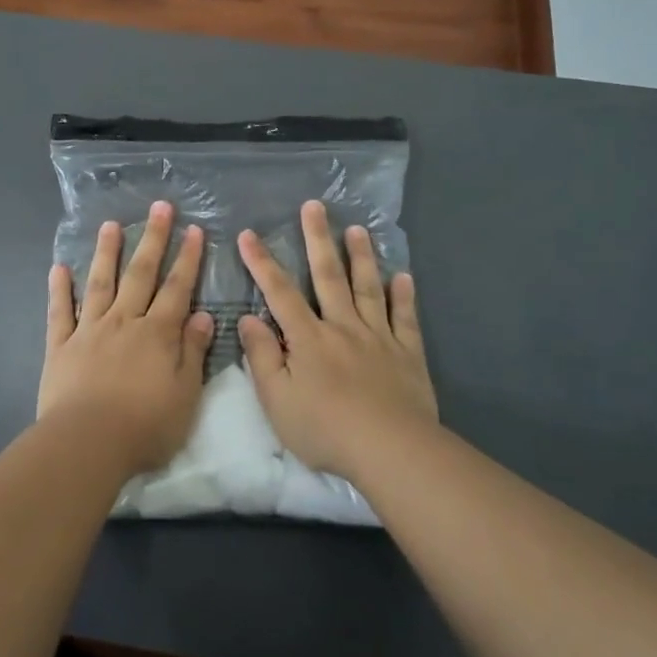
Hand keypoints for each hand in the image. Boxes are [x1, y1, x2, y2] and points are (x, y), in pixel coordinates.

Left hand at [40, 201, 215, 476]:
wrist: (88, 442)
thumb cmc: (145, 426)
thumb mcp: (186, 394)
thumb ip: (193, 352)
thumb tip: (204, 316)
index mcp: (157, 334)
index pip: (177, 288)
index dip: (187, 258)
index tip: (194, 229)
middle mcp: (124, 322)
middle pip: (140, 274)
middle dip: (152, 239)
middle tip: (159, 207)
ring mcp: (89, 330)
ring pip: (100, 283)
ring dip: (106, 252)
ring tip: (110, 225)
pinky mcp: (60, 346)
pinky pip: (60, 312)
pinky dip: (59, 289)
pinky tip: (59, 268)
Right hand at [237, 200, 438, 477]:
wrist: (390, 450)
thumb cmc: (325, 429)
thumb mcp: (277, 399)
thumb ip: (262, 356)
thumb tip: (248, 318)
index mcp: (308, 338)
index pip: (279, 292)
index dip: (262, 262)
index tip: (249, 234)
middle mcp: (343, 327)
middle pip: (329, 276)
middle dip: (318, 239)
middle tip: (315, 206)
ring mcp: (378, 337)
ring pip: (368, 288)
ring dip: (362, 256)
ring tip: (357, 229)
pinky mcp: (407, 354)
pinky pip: (405, 318)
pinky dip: (403, 296)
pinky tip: (403, 276)